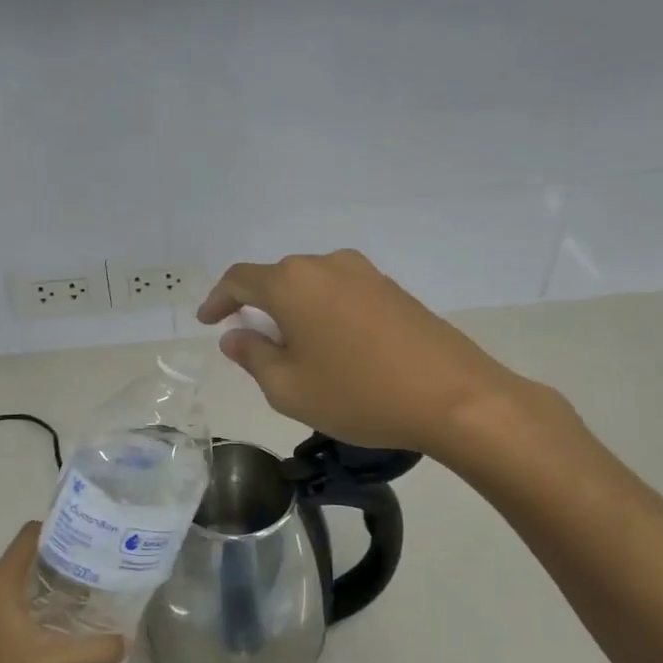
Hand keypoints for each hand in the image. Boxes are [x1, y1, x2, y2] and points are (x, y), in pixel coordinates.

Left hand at [0, 523, 125, 662]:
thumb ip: (92, 651)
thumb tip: (125, 641)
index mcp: (1, 580)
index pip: (32, 533)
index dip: (61, 529)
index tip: (91, 539)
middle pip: (26, 557)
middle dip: (59, 561)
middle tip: (93, 572)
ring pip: (13, 582)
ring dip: (42, 586)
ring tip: (77, 599)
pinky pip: (2, 602)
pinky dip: (25, 605)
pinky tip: (46, 629)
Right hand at [197, 249, 544, 456]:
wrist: (454, 396)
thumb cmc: (358, 394)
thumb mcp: (289, 388)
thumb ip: (253, 356)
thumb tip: (235, 335)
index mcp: (292, 283)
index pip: (240, 279)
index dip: (217, 299)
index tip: (208, 321)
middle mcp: (326, 265)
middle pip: (277, 279)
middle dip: (257, 307)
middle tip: (251, 343)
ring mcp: (364, 273)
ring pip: (311, 285)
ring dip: (293, 310)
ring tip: (293, 348)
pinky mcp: (393, 289)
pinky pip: (341, 293)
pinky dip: (324, 312)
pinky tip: (334, 346)